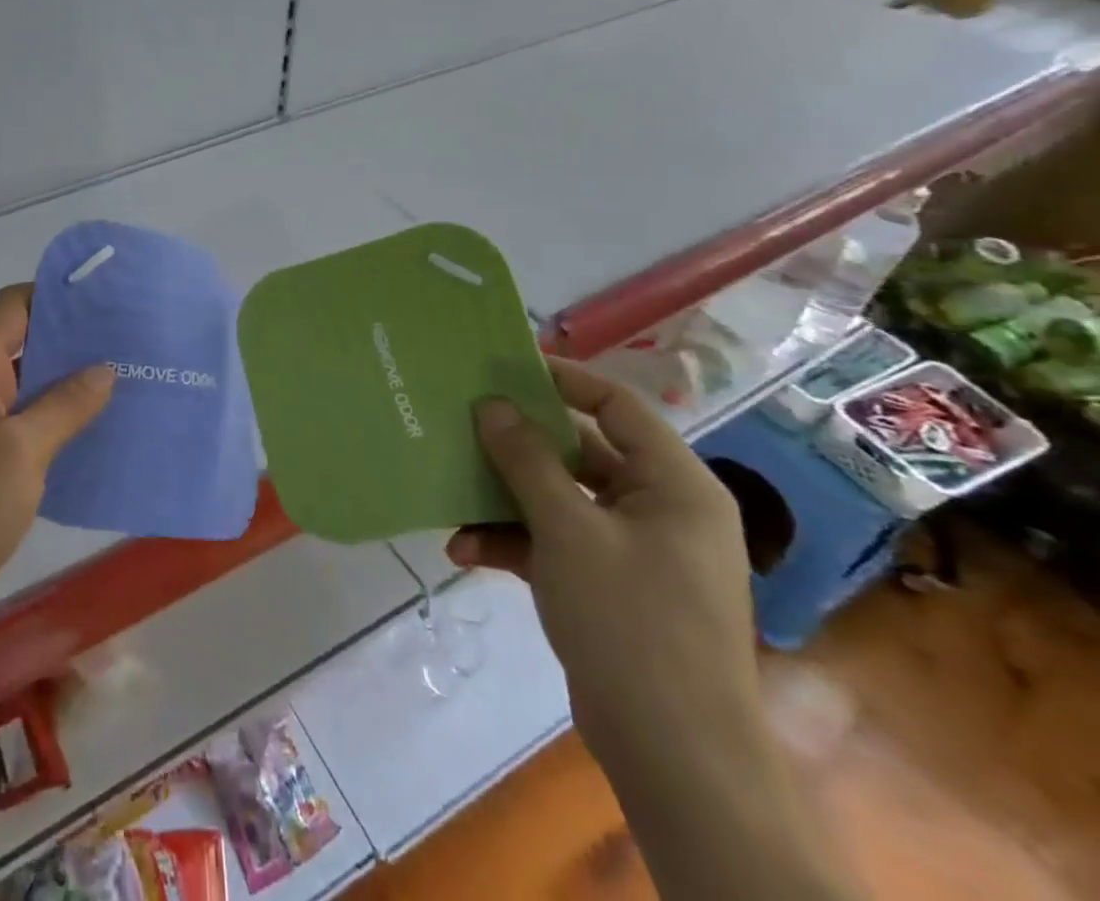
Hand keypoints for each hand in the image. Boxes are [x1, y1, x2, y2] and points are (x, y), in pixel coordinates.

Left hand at [0, 285, 113, 654]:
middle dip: (74, 345)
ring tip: (129, 387)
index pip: (11, 308)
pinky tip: (100, 441)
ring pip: (27, 397)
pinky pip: (24, 438)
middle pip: (22, 348)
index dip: (55, 296)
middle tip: (133, 345)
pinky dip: (58, 433)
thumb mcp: (18, 452)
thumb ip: (64, 406)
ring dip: (71, 392)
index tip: (108, 300)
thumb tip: (103, 367)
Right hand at [446, 357, 758, 762]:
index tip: (503, 369)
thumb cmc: (631, 622)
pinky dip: (514, 542)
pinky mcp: (610, 586)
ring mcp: (635, 551)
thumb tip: (492, 404)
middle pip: (580, 453)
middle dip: (517, 446)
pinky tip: (464, 550)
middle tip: (462, 424)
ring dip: (505, 501)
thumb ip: (527, 460)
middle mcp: (659, 509)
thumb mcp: (568, 530)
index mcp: (674, 485)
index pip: (617, 406)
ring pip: (560, 499)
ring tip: (452, 497)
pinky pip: (556, 543)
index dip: (562, 381)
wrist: (673, 756)